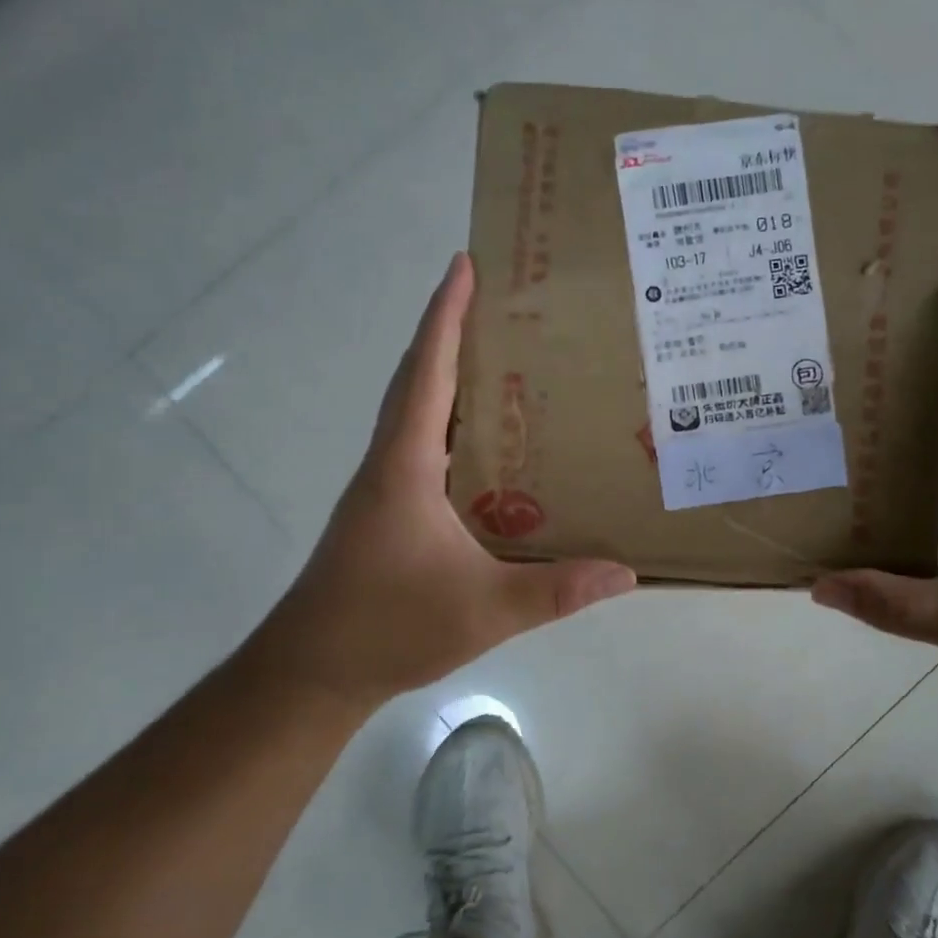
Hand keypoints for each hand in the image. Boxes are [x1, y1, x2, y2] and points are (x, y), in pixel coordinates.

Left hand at [245, 253, 635, 716]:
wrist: (310, 672)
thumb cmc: (387, 627)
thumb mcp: (484, 610)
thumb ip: (557, 590)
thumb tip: (627, 572)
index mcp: (405, 466)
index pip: (428, 373)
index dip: (445, 315)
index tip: (464, 264)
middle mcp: (389, 463)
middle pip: (419, 379)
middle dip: (451, 331)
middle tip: (500, 302)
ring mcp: (383, 487)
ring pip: (417, 412)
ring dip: (449, 375)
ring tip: (503, 358)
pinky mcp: (386, 510)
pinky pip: (422, 445)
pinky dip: (450, 421)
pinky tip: (488, 442)